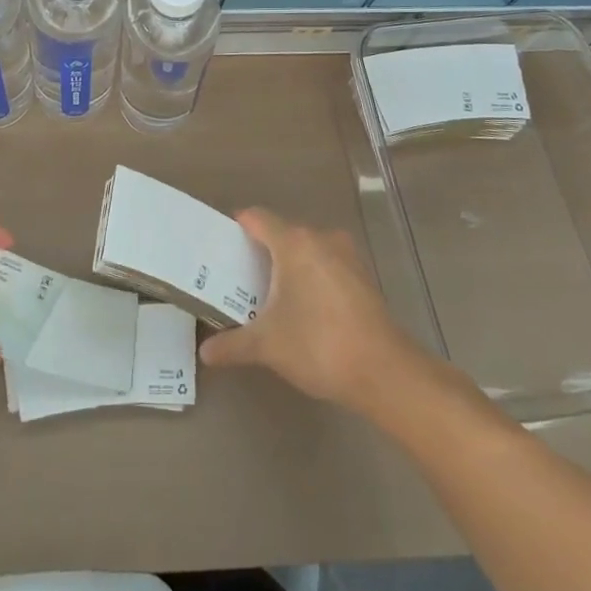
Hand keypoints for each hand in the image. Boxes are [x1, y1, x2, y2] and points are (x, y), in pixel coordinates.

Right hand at [199, 208, 424, 410]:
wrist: (385, 372)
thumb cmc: (318, 345)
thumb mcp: (267, 346)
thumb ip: (233, 344)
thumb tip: (206, 353)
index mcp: (293, 242)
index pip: (257, 218)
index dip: (237, 228)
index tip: (222, 247)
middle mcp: (320, 238)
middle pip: (282, 232)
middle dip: (261, 252)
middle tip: (240, 278)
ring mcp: (347, 255)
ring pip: (307, 249)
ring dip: (289, 266)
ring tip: (270, 295)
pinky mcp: (364, 277)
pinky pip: (327, 265)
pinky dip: (312, 278)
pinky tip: (305, 308)